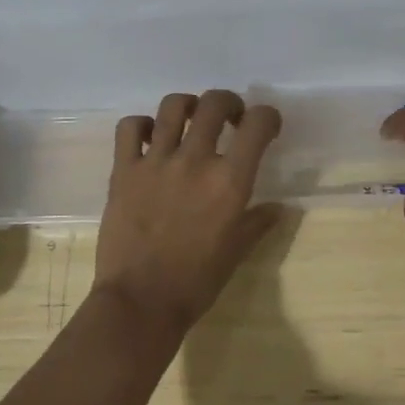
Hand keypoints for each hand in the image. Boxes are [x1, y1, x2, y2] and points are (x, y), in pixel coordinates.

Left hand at [94, 89, 283, 341]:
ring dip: (187, 105)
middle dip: (228, 103)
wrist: (140, 302)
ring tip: (189, 119)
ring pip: (173, 106)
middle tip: (229, 118)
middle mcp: (194, 160)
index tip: (264, 126)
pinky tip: (148, 139)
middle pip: (214, 103)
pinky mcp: (123, 169)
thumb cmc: (196, 282)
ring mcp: (156, 162)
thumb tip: (281, 208)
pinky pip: (129, 128)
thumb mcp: (236, 252)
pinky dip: (141, 125)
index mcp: (229, 181)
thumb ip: (258, 222)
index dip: (267, 116)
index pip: (258, 124)